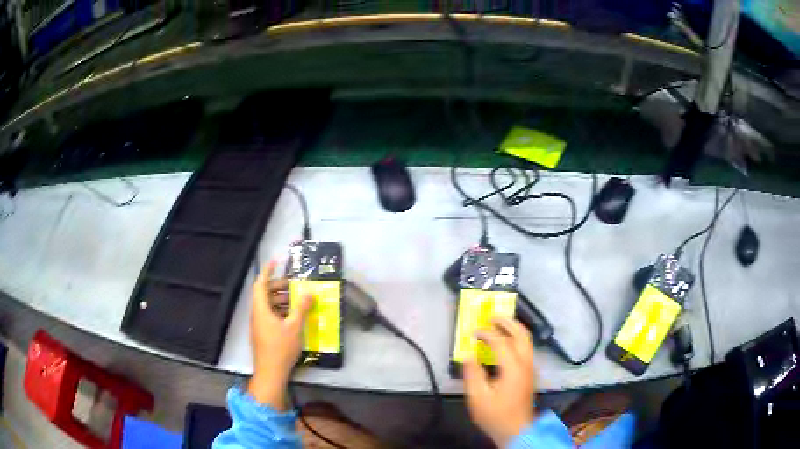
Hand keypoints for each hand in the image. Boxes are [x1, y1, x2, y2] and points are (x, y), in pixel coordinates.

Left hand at [247, 261, 311, 410]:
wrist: (270, 373)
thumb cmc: (281, 348)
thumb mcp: (294, 327)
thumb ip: (301, 308)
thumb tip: (309, 292)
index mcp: (261, 309)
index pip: (261, 284)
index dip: (267, 271)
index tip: (276, 261)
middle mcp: (257, 314)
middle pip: (265, 294)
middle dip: (279, 287)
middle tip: (295, 285)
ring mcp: (259, 325)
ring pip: (268, 306)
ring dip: (281, 300)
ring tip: (298, 300)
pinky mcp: (263, 334)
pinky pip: (270, 316)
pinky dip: (281, 312)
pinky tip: (294, 317)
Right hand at [463, 317, 536, 446]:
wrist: (516, 430)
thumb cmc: (495, 414)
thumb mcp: (478, 396)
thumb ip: (473, 373)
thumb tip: (469, 353)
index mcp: (513, 368)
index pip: (501, 341)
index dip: (486, 333)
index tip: (472, 331)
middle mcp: (525, 363)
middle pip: (521, 334)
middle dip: (507, 322)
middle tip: (492, 315)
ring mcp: (530, 368)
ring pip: (526, 340)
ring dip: (514, 328)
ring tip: (498, 324)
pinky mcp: (530, 373)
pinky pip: (526, 348)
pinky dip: (516, 338)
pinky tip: (505, 342)